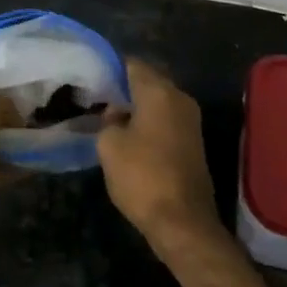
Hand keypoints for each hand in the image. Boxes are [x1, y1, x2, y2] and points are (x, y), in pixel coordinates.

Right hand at [97, 59, 219, 251]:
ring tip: (110, 120)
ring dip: (137, 108)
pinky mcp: (194, 143)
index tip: (93, 79)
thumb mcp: (109, 145)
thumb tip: (117, 113)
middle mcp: (180, 98)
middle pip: (148, 81)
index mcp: (159, 92)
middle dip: (124, 89)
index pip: (133, 65)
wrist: (183, 222)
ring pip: (158, 102)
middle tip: (99, 99)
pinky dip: (149, 124)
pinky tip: (130, 138)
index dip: (111, 69)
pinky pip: (166, 121)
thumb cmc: (142, 176)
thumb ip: (108, 120)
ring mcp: (191, 121)